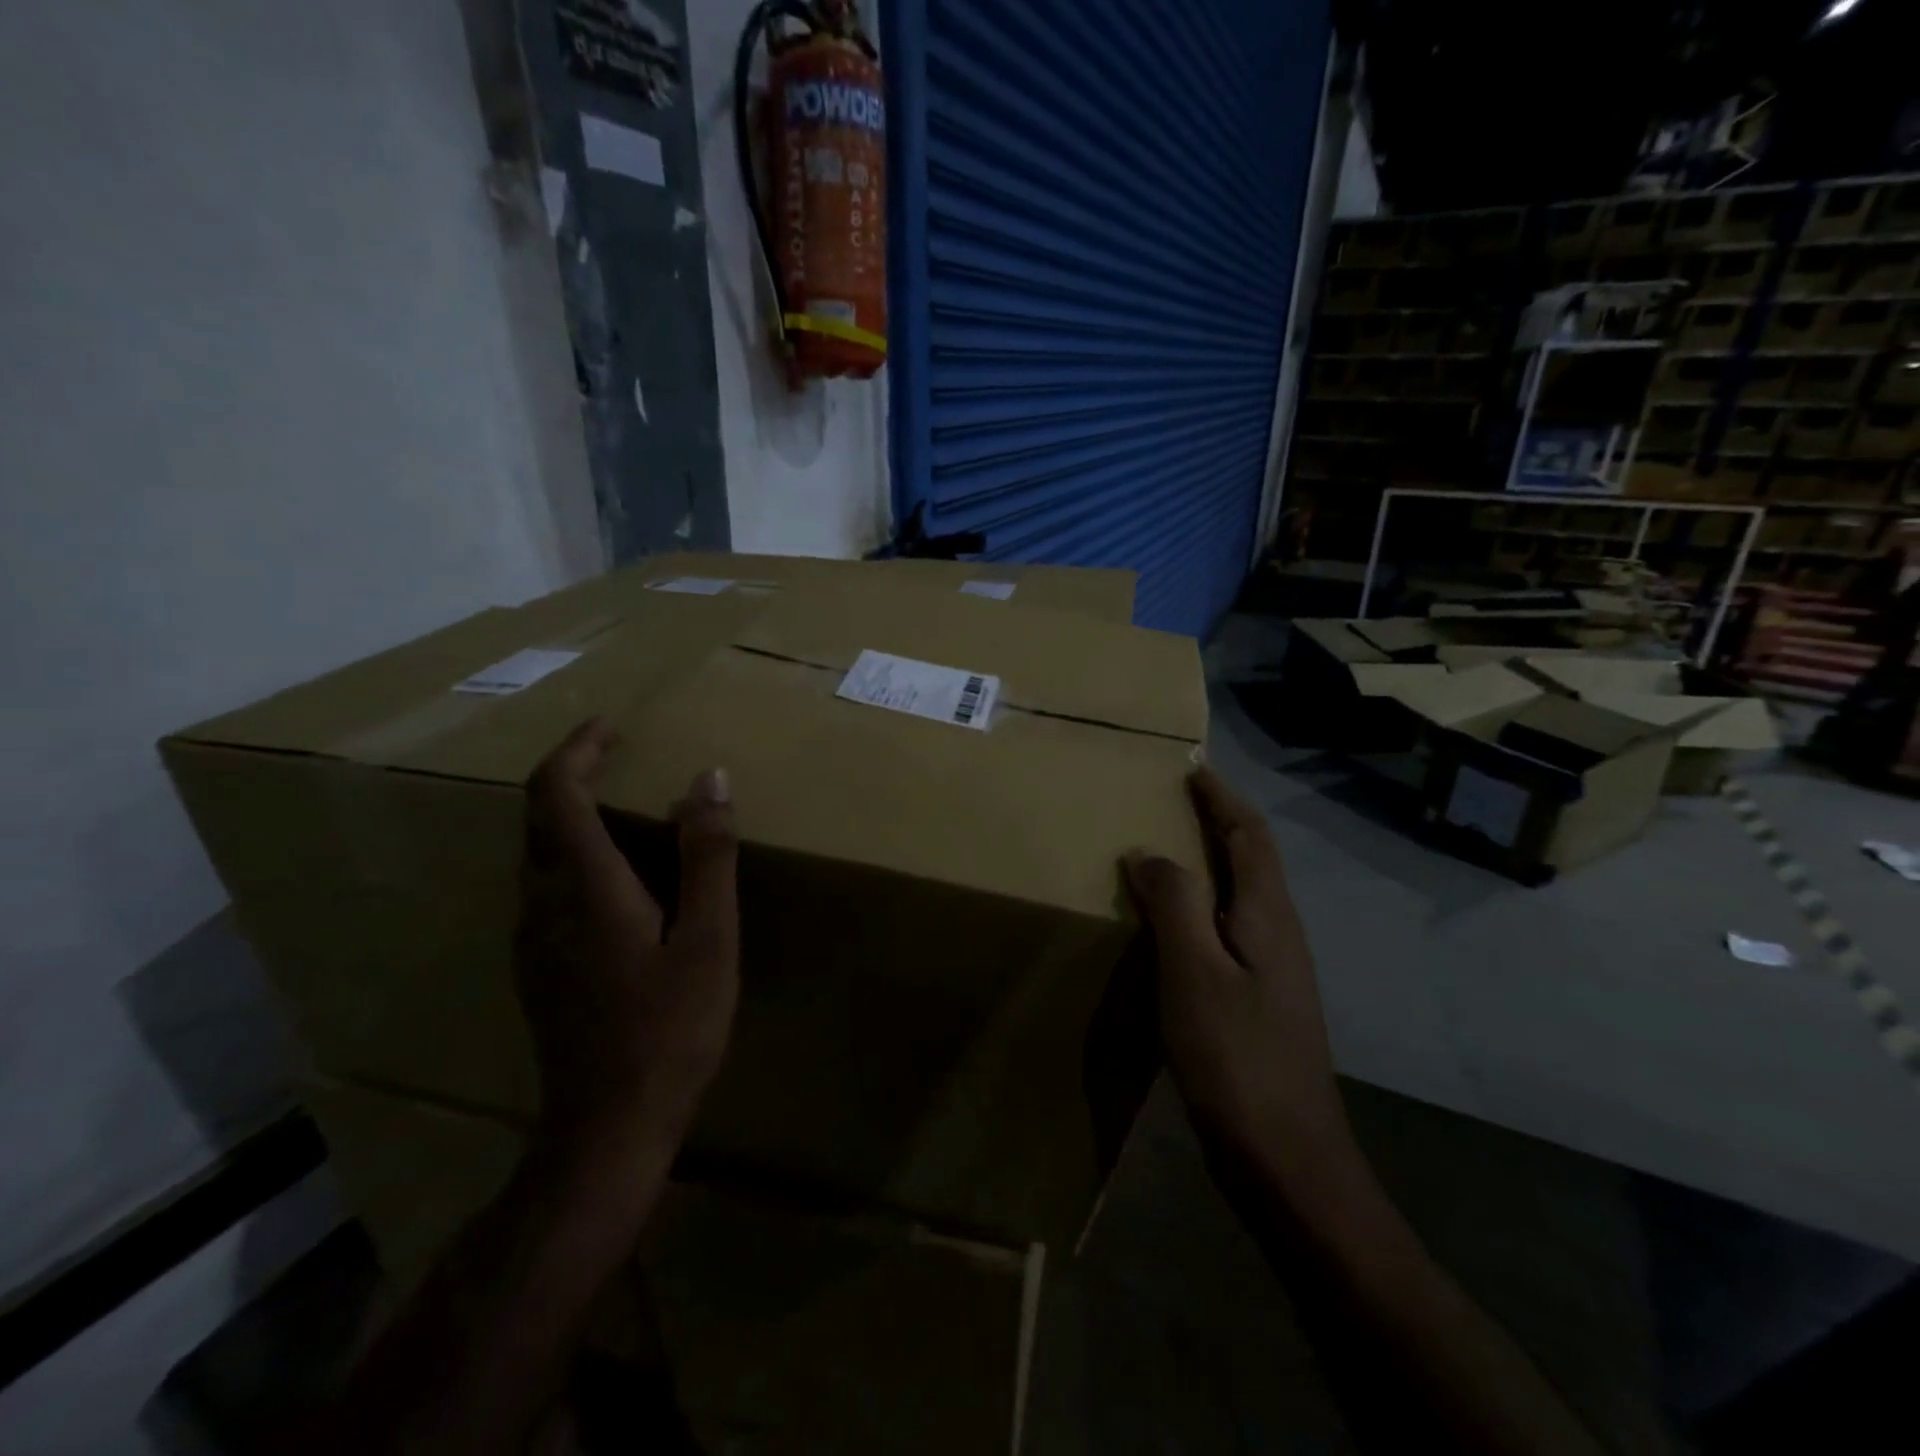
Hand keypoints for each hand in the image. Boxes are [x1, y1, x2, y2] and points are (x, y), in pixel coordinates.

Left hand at [515, 718, 739, 1161]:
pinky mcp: (536, 966)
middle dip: (570, 772)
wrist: (608, 1127)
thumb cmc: (670, 1028)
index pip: (555, 792)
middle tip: (618, 753)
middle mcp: (542, 903)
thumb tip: (709, 778)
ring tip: (621, 803)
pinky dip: (570, 852)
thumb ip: (708, 855)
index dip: (577, 748)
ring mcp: (531, 939)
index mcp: (585, 887)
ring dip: (568, 813)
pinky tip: (614, 875)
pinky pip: (543, 886)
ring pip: (536, 852)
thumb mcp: (709, 938)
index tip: (610, 725)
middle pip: (536, 816)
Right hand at [1125, 768, 1349, 1178]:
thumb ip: (1174, 904)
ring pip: (1241, 896)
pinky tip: (1174, 925)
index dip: (1222, 799)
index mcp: (1269, 917)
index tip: (1192, 769)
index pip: (1250, 836)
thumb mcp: (1195, 973)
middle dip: (1217, 822)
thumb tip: (1148, 851)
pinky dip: (1201, 906)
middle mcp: (1279, 934)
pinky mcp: (1259, 1002)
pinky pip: (1228, 930)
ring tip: (1166, 851)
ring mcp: (1274, 971)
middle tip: (1174, 801)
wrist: (1288, 1161)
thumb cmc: (1237, 1059)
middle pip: (1252, 860)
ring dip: (1210, 862)